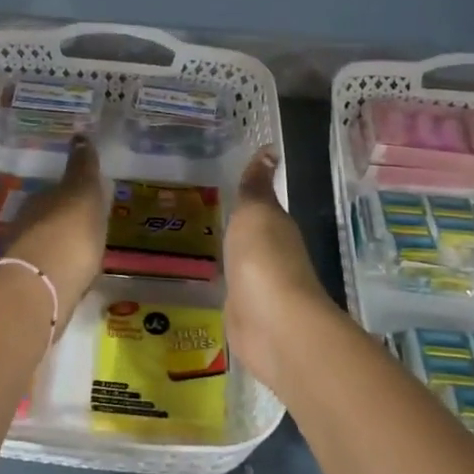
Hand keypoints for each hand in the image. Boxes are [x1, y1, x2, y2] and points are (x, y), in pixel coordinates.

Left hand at [3, 135, 106, 313]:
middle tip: (86, 226)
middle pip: (49, 217)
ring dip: (60, 245)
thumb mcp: (83, 193)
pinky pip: (49, 269)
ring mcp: (25, 255)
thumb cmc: (70, 232)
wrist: (43, 286)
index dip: (72, 194)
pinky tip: (74, 276)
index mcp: (41, 199)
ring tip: (84, 254)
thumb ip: (82, 168)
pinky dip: (59, 269)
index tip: (87, 200)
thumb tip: (79, 135)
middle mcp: (28, 223)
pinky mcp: (30, 285)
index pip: (57, 191)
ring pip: (46, 243)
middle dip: (64, 220)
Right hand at [224, 148, 335, 388]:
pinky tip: (204, 279)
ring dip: (228, 254)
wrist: (273, 325)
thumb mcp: (255, 213)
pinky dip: (222, 283)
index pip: (262, 205)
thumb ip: (256, 186)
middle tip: (200, 210)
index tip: (223, 181)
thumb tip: (270, 148)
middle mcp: (273, 254)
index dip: (247, 194)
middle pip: (252, 235)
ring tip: (196, 242)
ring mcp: (259, 287)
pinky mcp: (245, 314)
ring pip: (241, 262)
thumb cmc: (263, 259)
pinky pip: (230, 291)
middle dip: (234, 224)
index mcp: (277, 227)